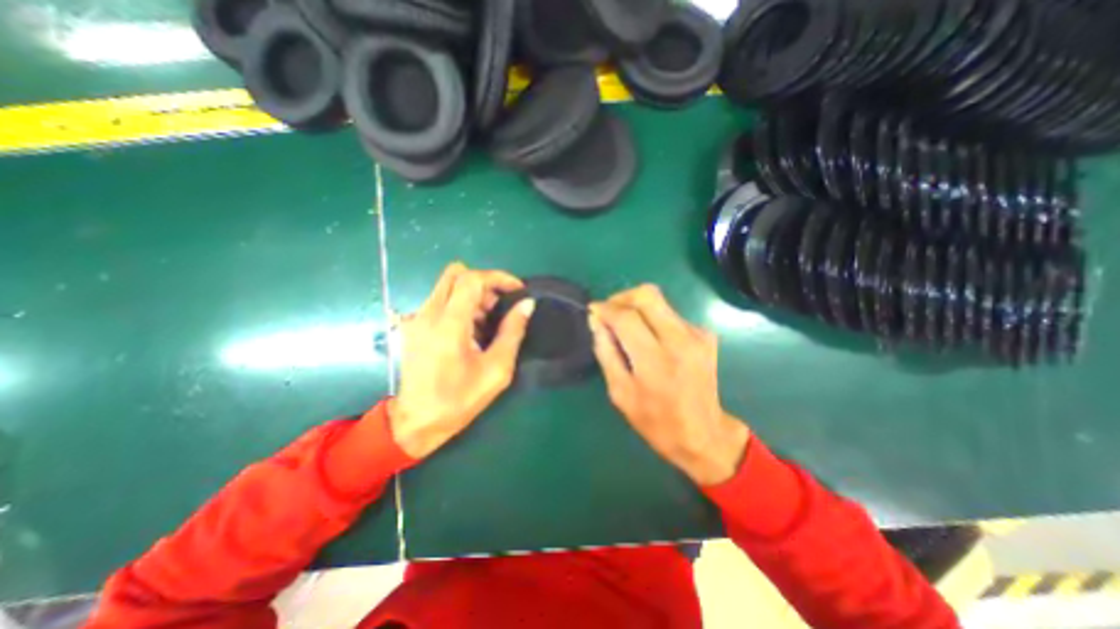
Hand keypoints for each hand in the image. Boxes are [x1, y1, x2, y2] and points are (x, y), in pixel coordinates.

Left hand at [391, 262, 536, 455]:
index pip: (471, 279)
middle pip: (456, 274)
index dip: (498, 277)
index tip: (517, 290)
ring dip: (472, 295)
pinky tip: (470, 332)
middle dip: (484, 284)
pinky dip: (460, 305)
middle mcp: (428, 314)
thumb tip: (527, 304)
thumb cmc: (460, 400)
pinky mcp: (414, 326)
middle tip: (500, 306)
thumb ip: (513, 332)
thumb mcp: (496, 369)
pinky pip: (440, 300)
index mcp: (448, 324)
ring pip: (448, 286)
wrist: (417, 422)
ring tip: (488, 324)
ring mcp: (417, 318)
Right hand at [587, 286, 752, 485]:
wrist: (703, 434)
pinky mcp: (706, 335)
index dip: (605, 309)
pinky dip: (654, 320)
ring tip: (627, 328)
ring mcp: (697, 335)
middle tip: (610, 312)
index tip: (593, 310)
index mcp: (655, 361)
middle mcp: (680, 341)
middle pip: (648, 295)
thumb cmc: (655, 421)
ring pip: (660, 301)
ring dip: (637, 308)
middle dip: (622, 297)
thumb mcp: (620, 392)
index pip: (626, 317)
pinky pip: (671, 314)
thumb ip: (606, 352)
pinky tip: (651, 339)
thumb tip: (596, 321)